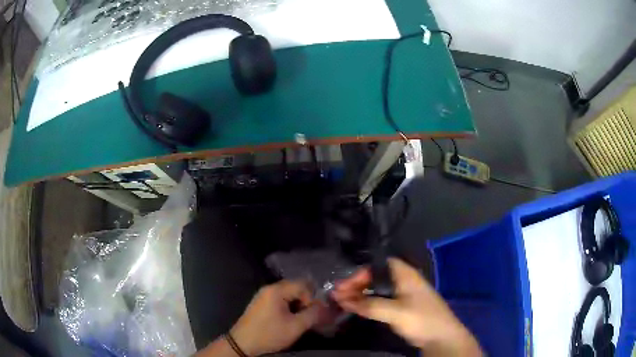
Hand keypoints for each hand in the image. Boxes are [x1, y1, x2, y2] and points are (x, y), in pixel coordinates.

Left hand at [230, 280, 320, 355]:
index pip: (303, 285)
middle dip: (306, 301)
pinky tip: (289, 320)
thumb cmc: (269, 334)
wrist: (242, 343)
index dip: (312, 298)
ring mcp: (263, 295)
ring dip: (297, 305)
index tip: (312, 314)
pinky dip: (288, 307)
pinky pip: (280, 299)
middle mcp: (269, 288)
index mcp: (277, 290)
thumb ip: (313, 314)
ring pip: (289, 294)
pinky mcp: (261, 303)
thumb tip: (325, 307)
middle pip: (296, 287)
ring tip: (299, 320)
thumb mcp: (295, 327)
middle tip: (308, 317)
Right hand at [332, 258, 481, 355]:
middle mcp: (403, 280)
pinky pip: (381, 300)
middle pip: (376, 277)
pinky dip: (368, 303)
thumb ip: (369, 305)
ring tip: (342, 302)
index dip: (359, 273)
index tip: (343, 286)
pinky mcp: (403, 306)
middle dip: (356, 285)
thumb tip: (341, 298)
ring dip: (361, 295)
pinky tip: (357, 309)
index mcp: (405, 274)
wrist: (442, 337)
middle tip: (338, 296)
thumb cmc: (421, 319)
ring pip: (378, 289)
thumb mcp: (395, 312)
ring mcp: (404, 294)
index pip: (377, 265)